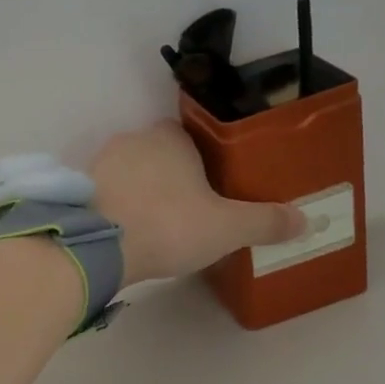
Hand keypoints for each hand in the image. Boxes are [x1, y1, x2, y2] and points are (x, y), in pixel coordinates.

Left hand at [90, 121, 303, 286]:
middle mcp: (133, 141)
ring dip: (139, 193)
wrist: (99, 246)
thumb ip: (264, 222)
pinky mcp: (78, 191)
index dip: (201, 160)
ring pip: (128, 174)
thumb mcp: (227, 228)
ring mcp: (100, 164)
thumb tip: (306, 219)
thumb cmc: (169, 225)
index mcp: (170, 138)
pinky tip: (125, 234)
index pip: (188, 137)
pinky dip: (115, 209)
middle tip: (186, 212)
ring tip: (155, 227)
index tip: (210, 187)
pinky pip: (104, 195)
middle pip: (156, 154)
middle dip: (169, 178)